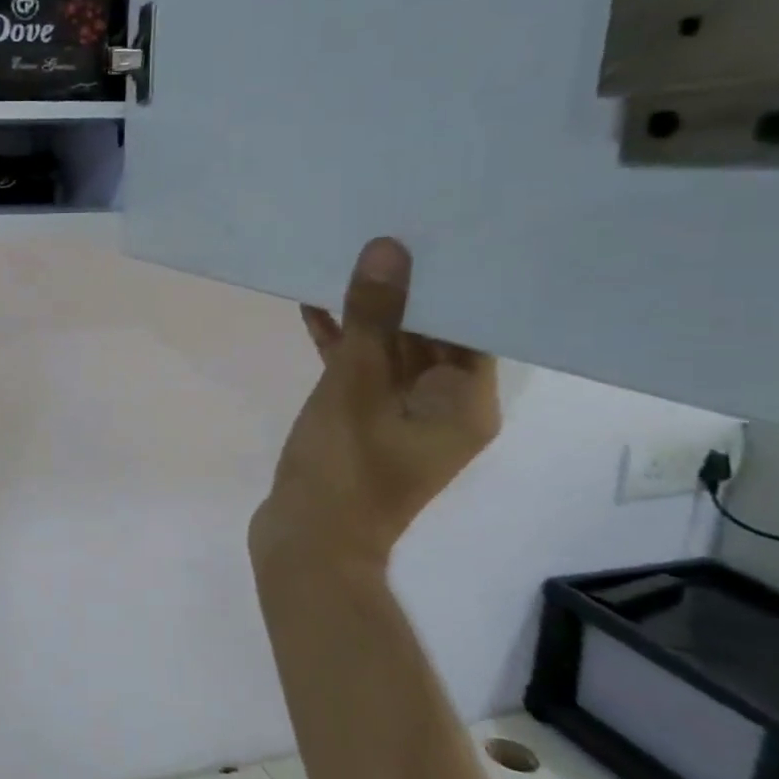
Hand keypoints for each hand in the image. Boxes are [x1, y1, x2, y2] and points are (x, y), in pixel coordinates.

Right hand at [249, 238, 499, 576]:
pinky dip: (341, 347)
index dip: (450, 282)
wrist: (306, 544)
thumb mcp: (355, 386)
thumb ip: (373, 319)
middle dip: (400, 292)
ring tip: (339, 262)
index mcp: (463, 404)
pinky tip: (312, 309)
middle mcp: (443, 409)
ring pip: (389, 354)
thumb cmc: (343, 468)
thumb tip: (390, 250)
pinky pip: (360, 375)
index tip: (428, 235)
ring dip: (363, 318)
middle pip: (429, 337)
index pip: (472, 326)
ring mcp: (400, 419)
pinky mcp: (364, 426)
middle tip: (378, 235)